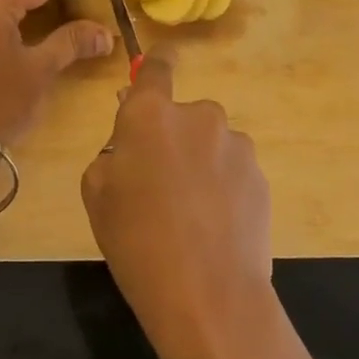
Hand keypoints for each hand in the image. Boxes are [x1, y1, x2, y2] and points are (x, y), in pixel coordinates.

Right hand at [80, 53, 275, 358]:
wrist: (208, 296)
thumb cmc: (136, 242)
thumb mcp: (97, 193)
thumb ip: (113, 151)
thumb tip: (132, 140)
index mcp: (150, 114)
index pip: (156, 67)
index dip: (156, 64)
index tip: (161, 62)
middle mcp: (198, 116)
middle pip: (183, 115)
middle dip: (173, 136)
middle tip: (160, 181)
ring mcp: (235, 145)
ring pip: (210, 143)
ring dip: (201, 162)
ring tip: (191, 212)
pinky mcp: (260, 175)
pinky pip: (233, 170)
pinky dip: (224, 187)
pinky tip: (215, 225)